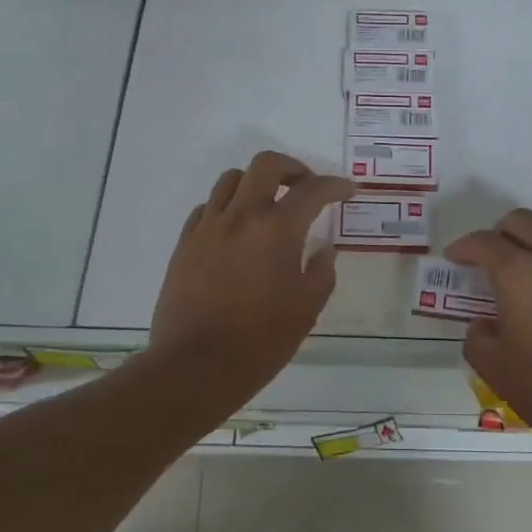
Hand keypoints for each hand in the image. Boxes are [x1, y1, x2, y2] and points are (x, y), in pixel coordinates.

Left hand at [147, 152, 354, 402]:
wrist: (194, 368)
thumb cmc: (260, 341)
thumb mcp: (307, 309)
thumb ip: (321, 272)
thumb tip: (323, 249)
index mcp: (277, 230)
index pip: (312, 190)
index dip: (335, 185)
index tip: (347, 191)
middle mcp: (241, 216)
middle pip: (266, 164)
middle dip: (293, 168)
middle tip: (306, 188)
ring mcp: (208, 227)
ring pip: (231, 179)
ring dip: (256, 183)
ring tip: (268, 206)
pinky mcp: (184, 244)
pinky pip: (208, 207)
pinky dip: (228, 207)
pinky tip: (236, 231)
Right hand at [447, 209, 531, 463]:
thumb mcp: (496, 371)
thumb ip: (478, 339)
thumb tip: (484, 325)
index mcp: (520, 274)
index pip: (484, 242)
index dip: (464, 247)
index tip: (454, 258)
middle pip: (523, 221)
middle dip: (499, 233)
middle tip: (489, 260)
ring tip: (529, 279)